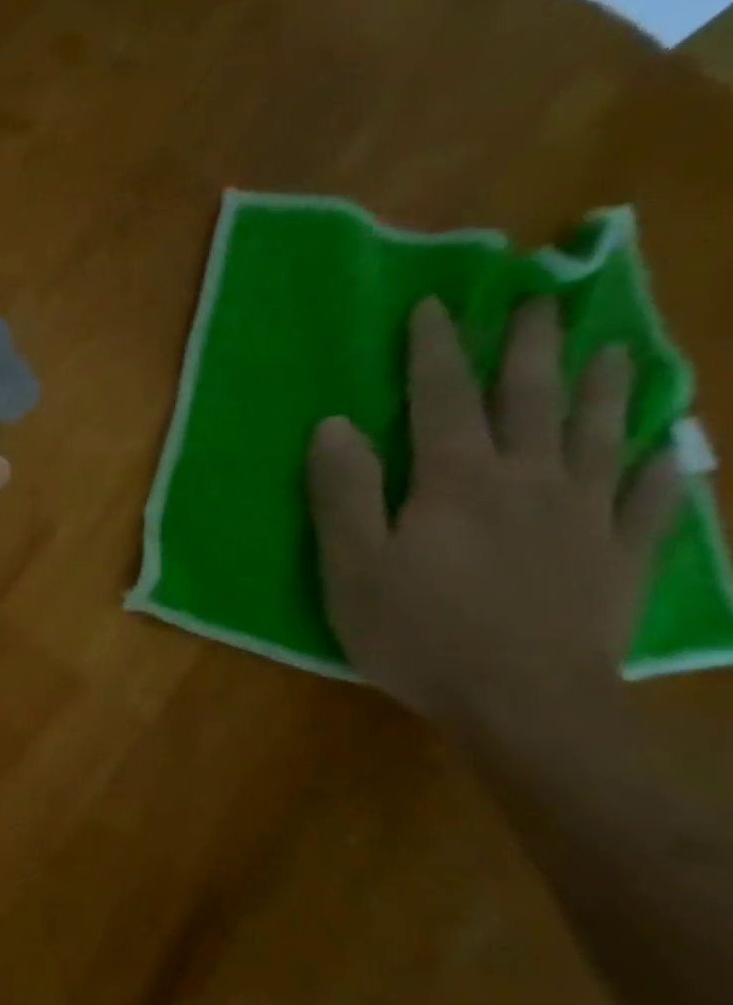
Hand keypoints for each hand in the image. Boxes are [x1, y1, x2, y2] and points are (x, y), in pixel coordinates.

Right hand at [308, 296, 684, 731]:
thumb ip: (343, 492)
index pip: (443, 397)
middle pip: (532, 399)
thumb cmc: (418, 632)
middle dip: (531, 346)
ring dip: (606, 388)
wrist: (525, 704)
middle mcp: (528, 481)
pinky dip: (660, 470)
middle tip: (540, 300)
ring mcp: (584, 517)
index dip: (436, 350)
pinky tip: (668, 451)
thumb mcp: (352, 566)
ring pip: (600, 435)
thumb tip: (334, 425)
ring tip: (613, 351)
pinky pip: (650, 501)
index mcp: (457, 480)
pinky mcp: (620, 557)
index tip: (435, 306)